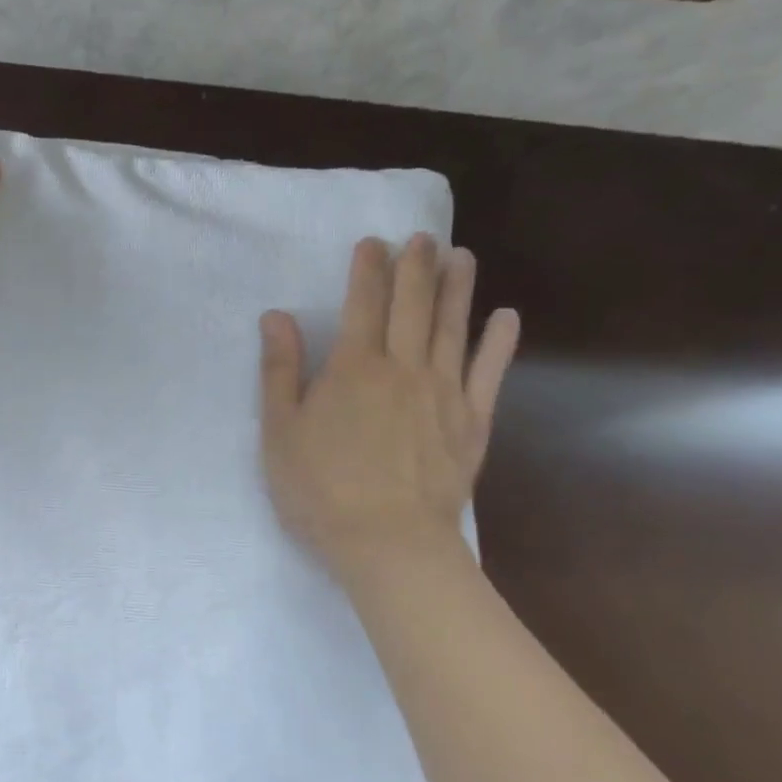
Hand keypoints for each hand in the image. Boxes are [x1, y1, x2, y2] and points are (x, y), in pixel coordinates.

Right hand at [259, 234, 519, 596]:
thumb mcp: (281, 430)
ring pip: (452, 328)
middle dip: (416, 267)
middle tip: (423, 237)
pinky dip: (497, 343)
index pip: (362, 304)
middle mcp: (402, 368)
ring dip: (457, 288)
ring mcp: (444, 393)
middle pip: (412, 306)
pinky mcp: (471, 422)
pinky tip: (505, 318)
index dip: (368, 269)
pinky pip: (489, 373)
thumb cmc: (322, 488)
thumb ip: (280, 370)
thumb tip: (276, 317)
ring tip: (462, 255)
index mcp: (353, 367)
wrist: (390, 544)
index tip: (374, 242)